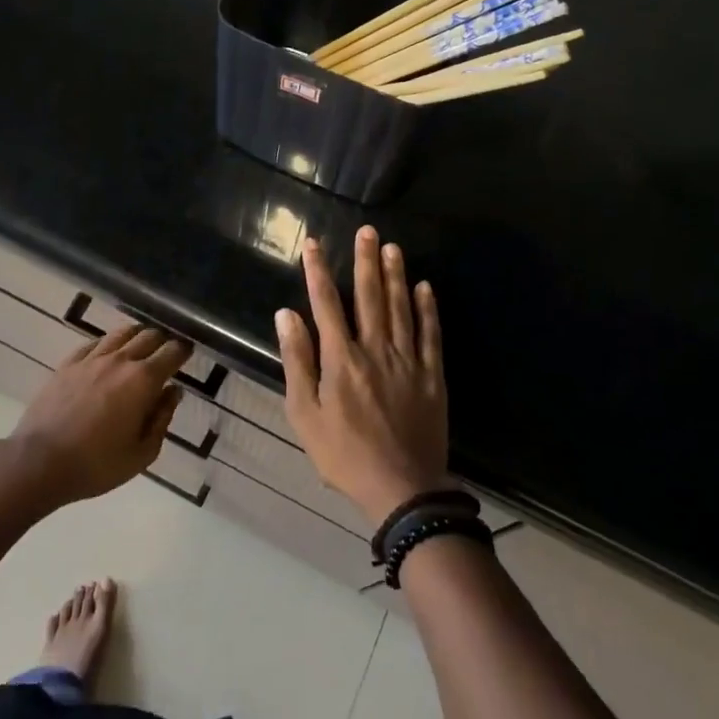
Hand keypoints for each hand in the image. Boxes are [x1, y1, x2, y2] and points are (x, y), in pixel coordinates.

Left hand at [9, 324, 191, 505]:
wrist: (39, 463)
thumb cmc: (97, 464)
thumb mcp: (142, 453)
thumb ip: (162, 418)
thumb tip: (172, 392)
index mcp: (143, 381)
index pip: (172, 352)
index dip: (184, 350)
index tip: (188, 353)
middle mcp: (120, 361)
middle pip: (149, 335)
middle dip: (163, 340)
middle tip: (167, 351)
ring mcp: (91, 359)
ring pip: (121, 333)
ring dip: (137, 335)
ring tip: (141, 345)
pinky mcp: (67, 364)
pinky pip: (93, 343)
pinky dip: (108, 344)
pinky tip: (108, 353)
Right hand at [276, 226, 456, 525]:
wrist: (402, 488)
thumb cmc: (344, 455)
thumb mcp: (305, 414)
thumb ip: (297, 361)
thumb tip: (287, 315)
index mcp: (341, 359)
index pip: (326, 304)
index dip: (319, 272)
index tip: (314, 244)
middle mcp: (375, 349)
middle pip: (369, 296)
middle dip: (365, 261)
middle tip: (366, 230)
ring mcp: (407, 360)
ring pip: (401, 308)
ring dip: (396, 275)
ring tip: (392, 247)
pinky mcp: (431, 374)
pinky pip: (430, 334)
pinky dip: (428, 309)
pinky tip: (425, 287)